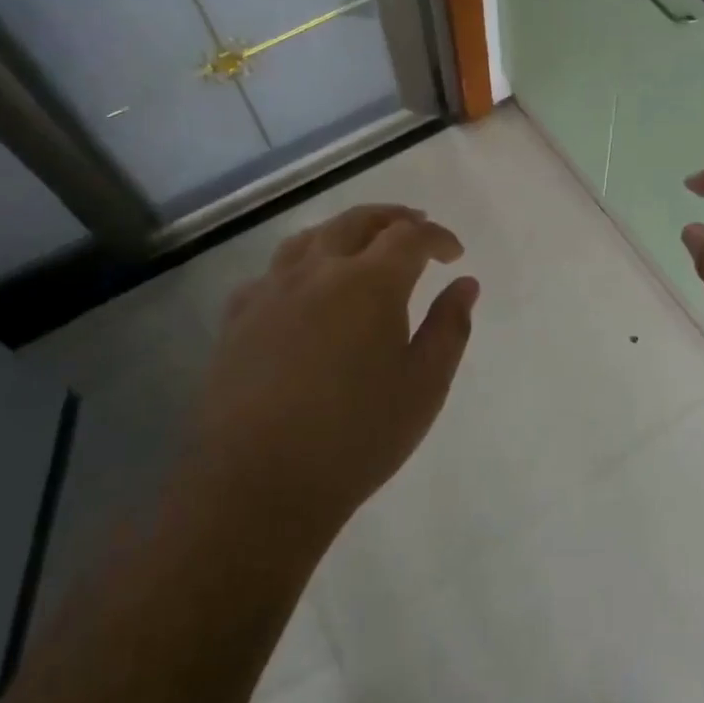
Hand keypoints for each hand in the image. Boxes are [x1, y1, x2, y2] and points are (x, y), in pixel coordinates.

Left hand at [191, 205, 478, 542]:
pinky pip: (274, 271)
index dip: (437, 237)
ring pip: (312, 237)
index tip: (453, 254)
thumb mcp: (424, 386)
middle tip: (416, 227)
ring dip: (346, 231)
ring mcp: (272, 290)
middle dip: (393, 218)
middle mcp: (319, 271)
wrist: (261, 484)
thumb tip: (465, 284)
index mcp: (370, 283)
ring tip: (363, 244)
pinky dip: (301, 263)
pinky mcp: (238, 316)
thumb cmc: (357, 437)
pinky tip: (305, 285)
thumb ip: (450, 327)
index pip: (410, 237)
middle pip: (358, 221)